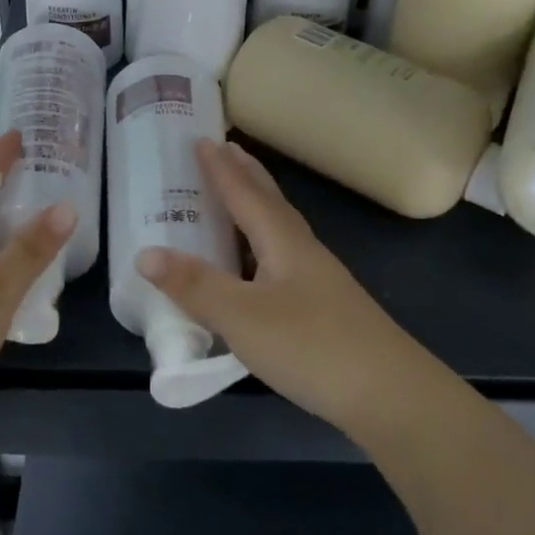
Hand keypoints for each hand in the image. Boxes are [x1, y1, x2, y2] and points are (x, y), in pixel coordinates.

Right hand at [137, 138, 430, 434]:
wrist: (390, 395)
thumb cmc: (312, 346)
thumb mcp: (243, 317)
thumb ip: (195, 286)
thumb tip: (144, 253)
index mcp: (283, 242)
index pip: (246, 194)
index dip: (221, 169)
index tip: (202, 140)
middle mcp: (303, 252)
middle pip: (271, 203)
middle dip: (246, 175)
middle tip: (224, 150)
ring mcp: (319, 281)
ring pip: (280, 230)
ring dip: (256, 206)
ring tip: (236, 198)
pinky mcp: (324, 308)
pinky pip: (283, 259)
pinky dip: (261, 246)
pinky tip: (256, 267)